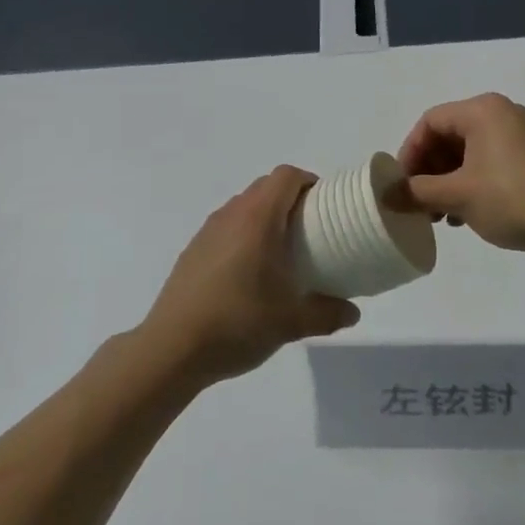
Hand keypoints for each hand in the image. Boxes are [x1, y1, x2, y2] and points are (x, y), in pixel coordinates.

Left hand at [138, 166, 359, 388]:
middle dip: (291, 199)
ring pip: (243, 206)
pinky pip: (226, 227)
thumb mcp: (290, 323)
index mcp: (257, 219)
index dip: (309, 182)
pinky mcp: (193, 250)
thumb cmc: (237, 323)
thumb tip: (352, 313)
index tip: (326, 207)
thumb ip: (327, 314)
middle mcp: (231, 215)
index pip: (286, 176)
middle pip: (265, 187)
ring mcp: (208, 231)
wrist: (172, 348)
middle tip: (311, 230)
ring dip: (266, 217)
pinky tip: (249, 273)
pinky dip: (244, 235)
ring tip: (282, 252)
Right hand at [396, 93, 524, 251]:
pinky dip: (468, 183)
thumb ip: (416, 192)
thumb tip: (385, 195)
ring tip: (439, 214)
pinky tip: (462, 214)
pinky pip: (485, 161)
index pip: (430, 122)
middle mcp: (499, 113)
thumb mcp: (457, 195)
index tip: (401, 185)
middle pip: (448, 136)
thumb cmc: (511, 198)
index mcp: (482, 110)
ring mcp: (517, 135)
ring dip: (446, 181)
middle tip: (417, 201)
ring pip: (466, 152)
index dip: (409, 152)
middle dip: (428, 170)